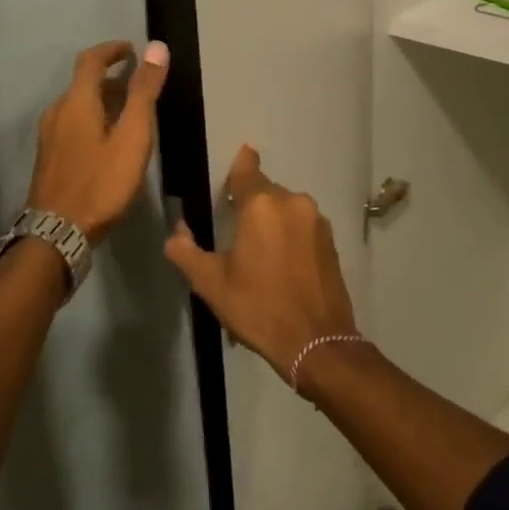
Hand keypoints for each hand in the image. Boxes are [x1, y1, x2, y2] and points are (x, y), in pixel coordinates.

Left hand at [27, 40, 169, 243]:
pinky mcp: (49, 157)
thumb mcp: (132, 137)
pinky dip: (93, 120)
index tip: (132, 50)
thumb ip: (143, 93)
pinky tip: (109, 142)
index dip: (112, 50)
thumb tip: (156, 47)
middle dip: (111, 78)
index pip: (90, 60)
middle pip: (83, 83)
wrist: (57, 233)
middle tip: (140, 87)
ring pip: (78, 106)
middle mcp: (57, 112)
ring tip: (130, 115)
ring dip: (103, 101)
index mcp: (76, 101)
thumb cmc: (100, 184)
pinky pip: (72, 124)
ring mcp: (49, 136)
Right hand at [163, 146, 358, 383]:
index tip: (235, 165)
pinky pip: (303, 227)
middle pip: (265, 192)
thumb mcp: (210, 283)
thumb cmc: (258, 308)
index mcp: (261, 204)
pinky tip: (282, 264)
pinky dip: (291, 236)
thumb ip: (185, 251)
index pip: (246, 169)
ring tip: (260, 254)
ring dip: (273, 222)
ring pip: (286, 209)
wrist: (317, 344)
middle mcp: (292, 202)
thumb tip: (177, 231)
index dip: (239, 166)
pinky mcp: (331, 241)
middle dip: (251, 206)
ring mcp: (316, 221)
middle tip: (236, 234)